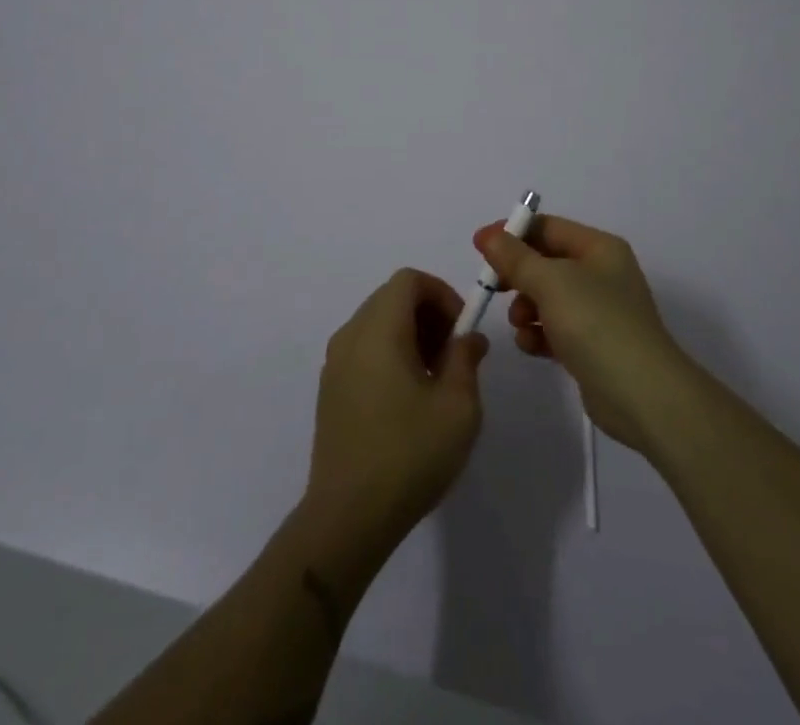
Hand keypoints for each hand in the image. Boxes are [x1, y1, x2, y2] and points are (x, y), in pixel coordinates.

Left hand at [304, 268, 489, 557]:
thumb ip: (466, 359)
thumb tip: (469, 338)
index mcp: (379, 329)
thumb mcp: (458, 406)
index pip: (409, 280)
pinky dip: (390, 354)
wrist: (346, 518)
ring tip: (436, 380)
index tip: (462, 330)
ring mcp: (335, 363)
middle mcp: (351, 335)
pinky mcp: (330, 390)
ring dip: (411, 335)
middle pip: (392, 298)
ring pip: (378, 323)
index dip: (441, 293)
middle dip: (429, 314)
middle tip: (454, 355)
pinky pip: (364, 349)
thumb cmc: (408, 455)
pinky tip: (408, 400)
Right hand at [475, 215, 690, 454]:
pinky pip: (555, 328)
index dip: (513, 233)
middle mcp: (601, 273)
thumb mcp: (550, 282)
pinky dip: (539, 333)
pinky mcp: (592, 345)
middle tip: (491, 286)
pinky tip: (531, 345)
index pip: (548, 227)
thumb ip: (515, 258)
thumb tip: (489, 236)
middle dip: (517, 274)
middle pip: (546, 262)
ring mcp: (599, 311)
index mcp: (599, 248)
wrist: (642, 394)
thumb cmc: (596, 323)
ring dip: (525, 307)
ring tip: (519, 323)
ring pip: (547, 297)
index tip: (480, 246)